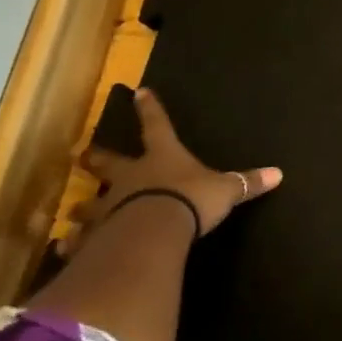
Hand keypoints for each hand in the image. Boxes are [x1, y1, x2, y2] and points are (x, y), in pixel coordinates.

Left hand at [79, 87, 282, 239]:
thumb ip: (247, 182)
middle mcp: (130, 176)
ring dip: (81, 207)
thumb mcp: (225, 190)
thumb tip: (279, 173)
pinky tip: (62, 248)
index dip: (150, 110)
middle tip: (83, 154)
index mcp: (162, 157)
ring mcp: (109, 205)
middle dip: (97, 158)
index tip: (139, 92)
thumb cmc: (190, 200)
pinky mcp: (97, 235)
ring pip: (89, 203)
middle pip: (108, 162)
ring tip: (70, 212)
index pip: (157, 126)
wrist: (154, 230)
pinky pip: (81, 240)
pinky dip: (72, 244)